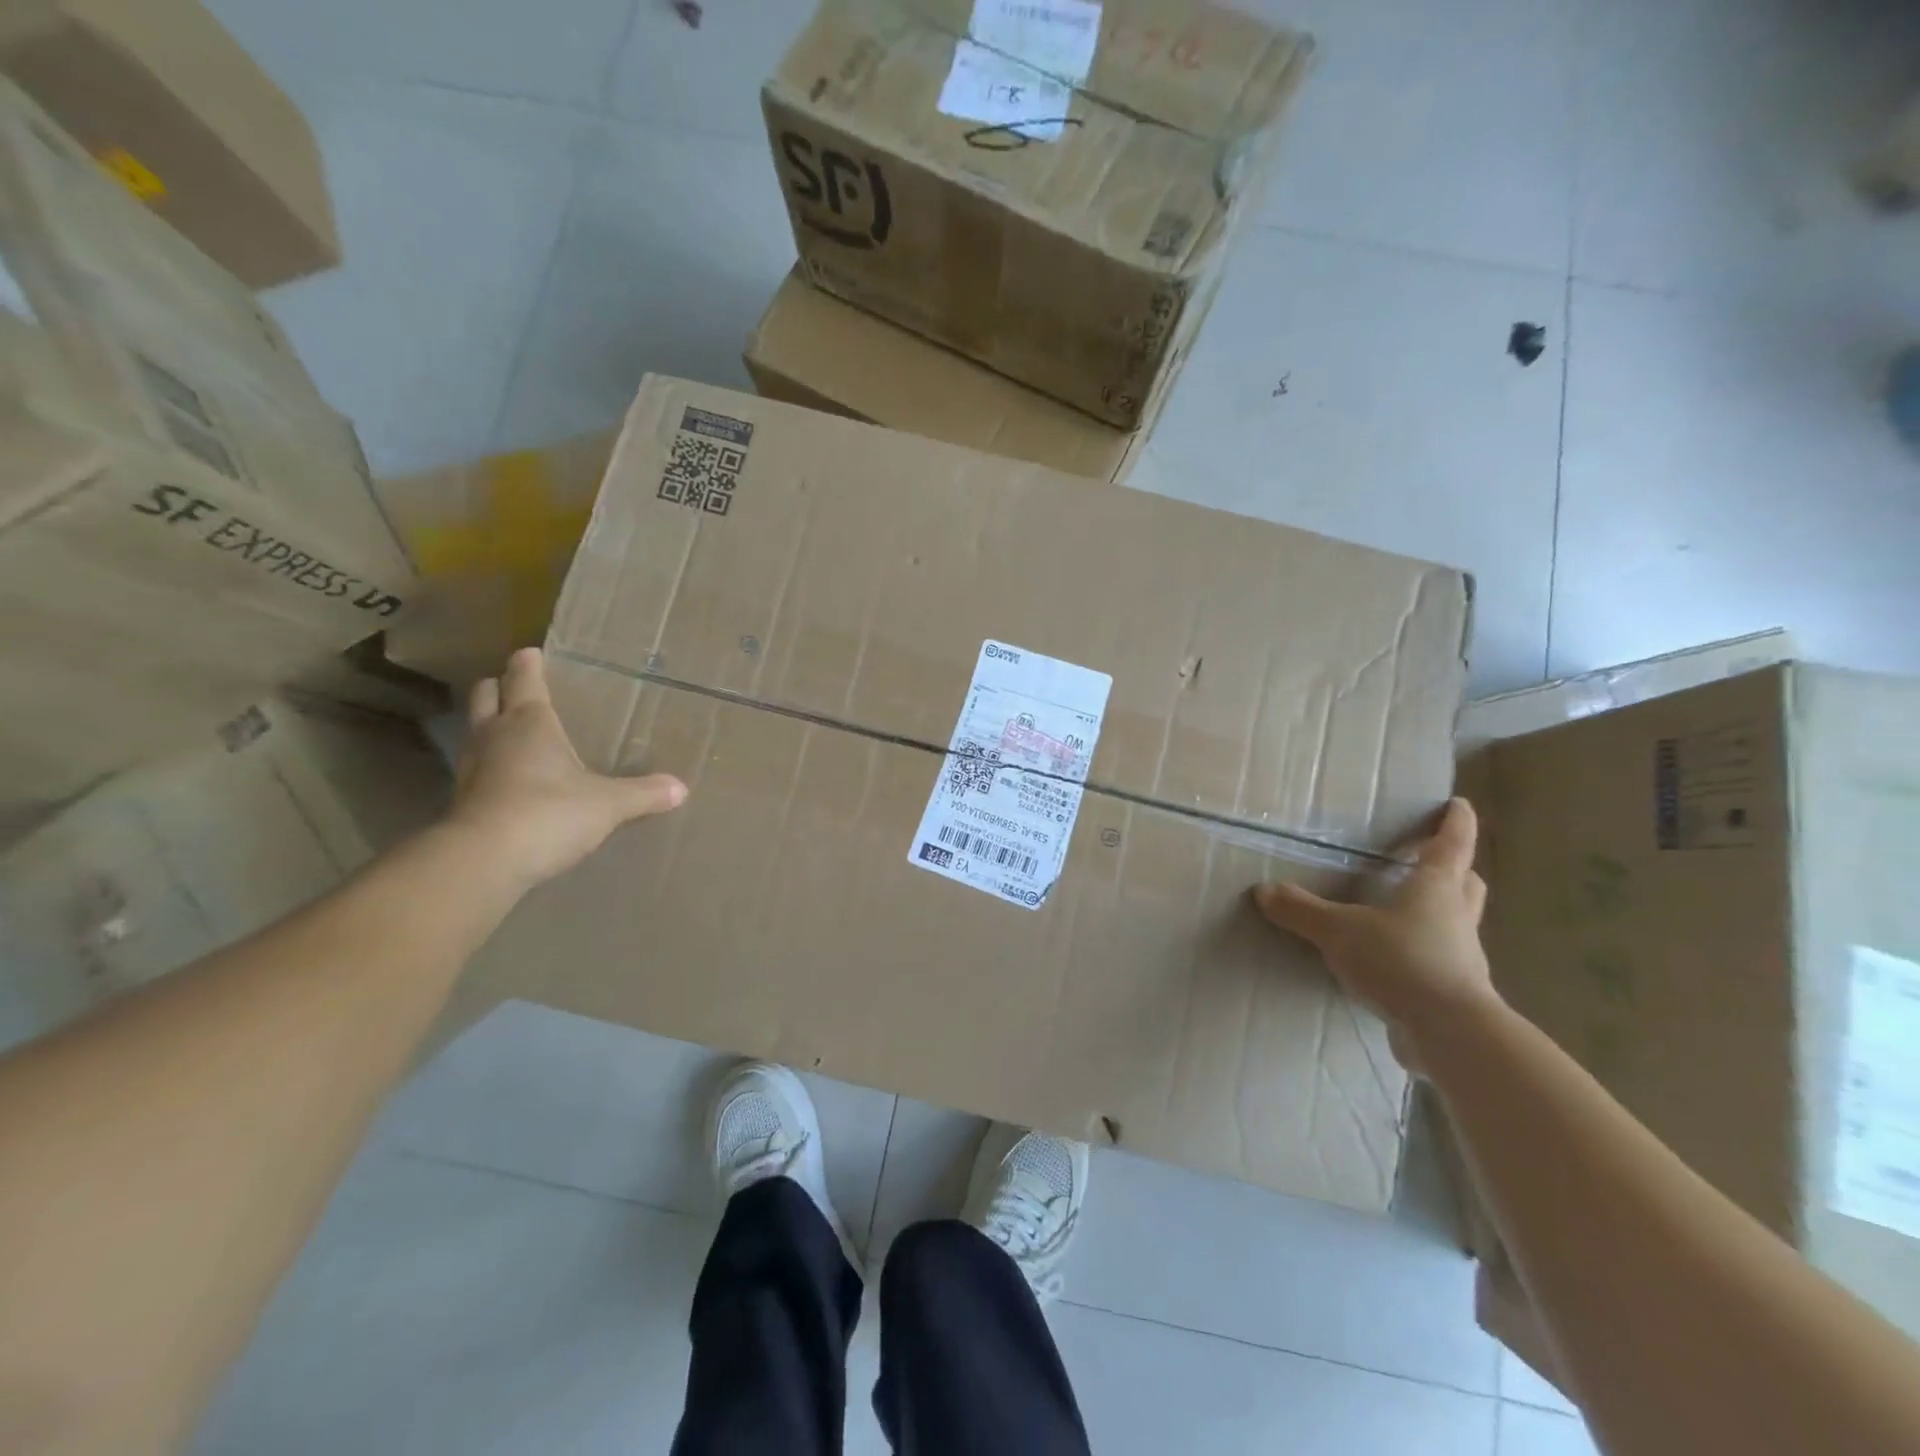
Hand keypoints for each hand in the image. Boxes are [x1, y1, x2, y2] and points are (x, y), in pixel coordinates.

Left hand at [449, 648, 686, 889]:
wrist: (483, 861)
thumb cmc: (549, 813)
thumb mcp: (608, 804)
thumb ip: (643, 793)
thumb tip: (680, 788)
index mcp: (530, 722)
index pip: (524, 678)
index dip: (528, 663)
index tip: (532, 652)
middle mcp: (495, 735)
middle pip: (486, 695)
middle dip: (499, 687)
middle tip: (519, 688)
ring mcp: (473, 767)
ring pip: (477, 730)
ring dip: (491, 725)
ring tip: (516, 731)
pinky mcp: (463, 799)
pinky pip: (478, 768)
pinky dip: (492, 764)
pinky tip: (512, 779)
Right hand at [1253, 797, 1498, 1066]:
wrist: (1450, 1033)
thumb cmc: (1401, 961)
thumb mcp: (1338, 931)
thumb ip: (1301, 910)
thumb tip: (1264, 890)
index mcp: (1436, 888)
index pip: (1452, 844)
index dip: (1456, 822)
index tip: (1459, 805)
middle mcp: (1456, 916)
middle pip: (1466, 883)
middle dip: (1455, 868)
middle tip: (1432, 859)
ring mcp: (1462, 957)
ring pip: (1459, 922)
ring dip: (1444, 910)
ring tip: (1409, 910)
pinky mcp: (1456, 992)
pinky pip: (1444, 960)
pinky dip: (1427, 952)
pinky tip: (1398, 961)